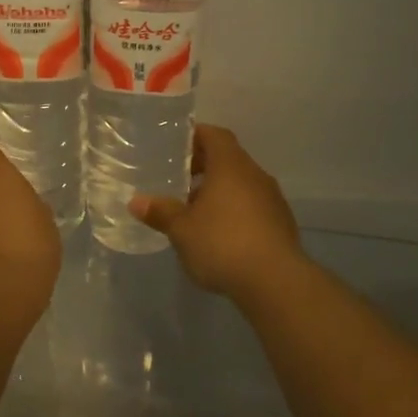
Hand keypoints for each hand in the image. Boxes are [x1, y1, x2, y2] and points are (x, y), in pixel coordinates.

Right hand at [130, 126, 304, 300]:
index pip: (215, 135)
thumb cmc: (222, 244)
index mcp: (231, 166)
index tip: (176, 146)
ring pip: (242, 184)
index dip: (195, 136)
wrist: (275, 281)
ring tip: (195, 210)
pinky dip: (235, 211)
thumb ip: (160, 212)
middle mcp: (255, 175)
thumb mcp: (182, 229)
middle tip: (178, 180)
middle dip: (204, 166)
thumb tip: (136, 201)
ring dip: (220, 191)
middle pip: (229, 159)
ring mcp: (272, 199)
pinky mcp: (281, 224)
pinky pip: (253, 206)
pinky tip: (219, 234)